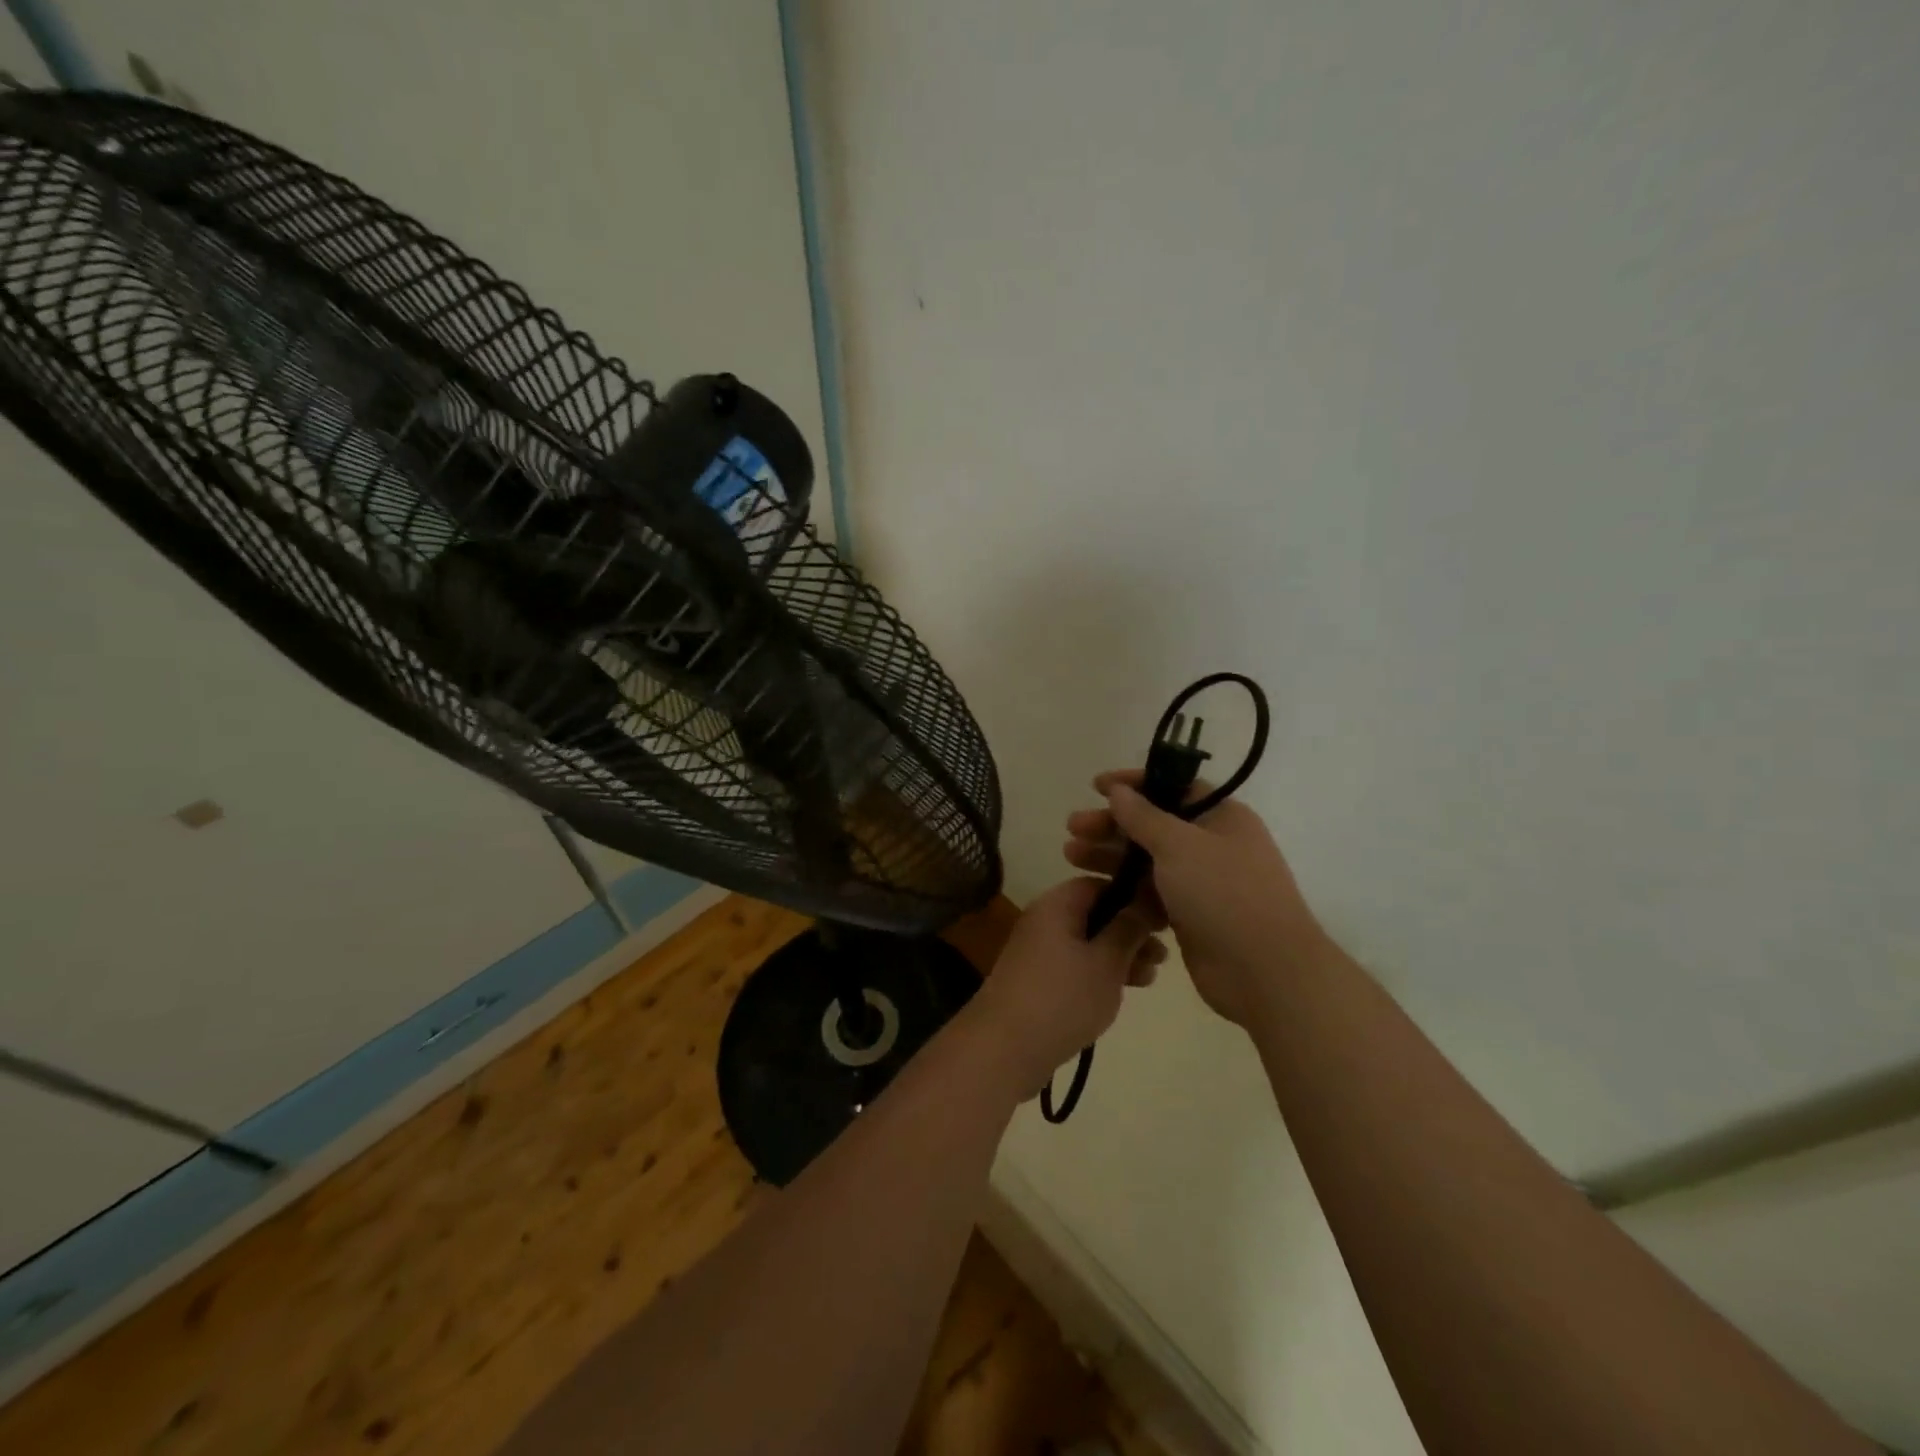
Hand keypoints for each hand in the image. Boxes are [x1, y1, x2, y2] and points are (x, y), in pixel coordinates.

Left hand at [964, 877, 1164, 1094]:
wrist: (1005, 1048)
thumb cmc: (1062, 997)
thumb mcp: (1106, 961)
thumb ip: (1129, 928)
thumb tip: (1146, 899)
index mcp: (1057, 904)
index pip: (1100, 884)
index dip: (1134, 897)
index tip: (1163, 919)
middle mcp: (1044, 919)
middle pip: (1095, 913)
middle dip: (1131, 930)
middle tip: (1164, 953)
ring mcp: (1039, 950)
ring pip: (1088, 941)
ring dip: (1121, 954)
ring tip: (1152, 976)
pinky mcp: (1038, 979)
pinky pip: (1076, 964)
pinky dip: (1101, 971)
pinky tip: (1126, 990)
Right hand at [1064, 770, 1325, 1025]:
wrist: (1264, 972)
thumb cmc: (1224, 894)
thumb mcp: (1179, 844)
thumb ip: (1143, 816)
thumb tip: (1119, 790)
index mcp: (1221, 818)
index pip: (1173, 788)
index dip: (1134, 784)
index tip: (1096, 787)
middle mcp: (1212, 845)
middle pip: (1153, 826)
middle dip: (1112, 825)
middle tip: (1073, 828)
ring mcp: (1201, 883)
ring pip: (1147, 861)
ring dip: (1110, 857)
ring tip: (1070, 856)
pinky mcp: (1189, 916)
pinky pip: (1150, 894)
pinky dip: (1125, 890)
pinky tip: (1095, 889)